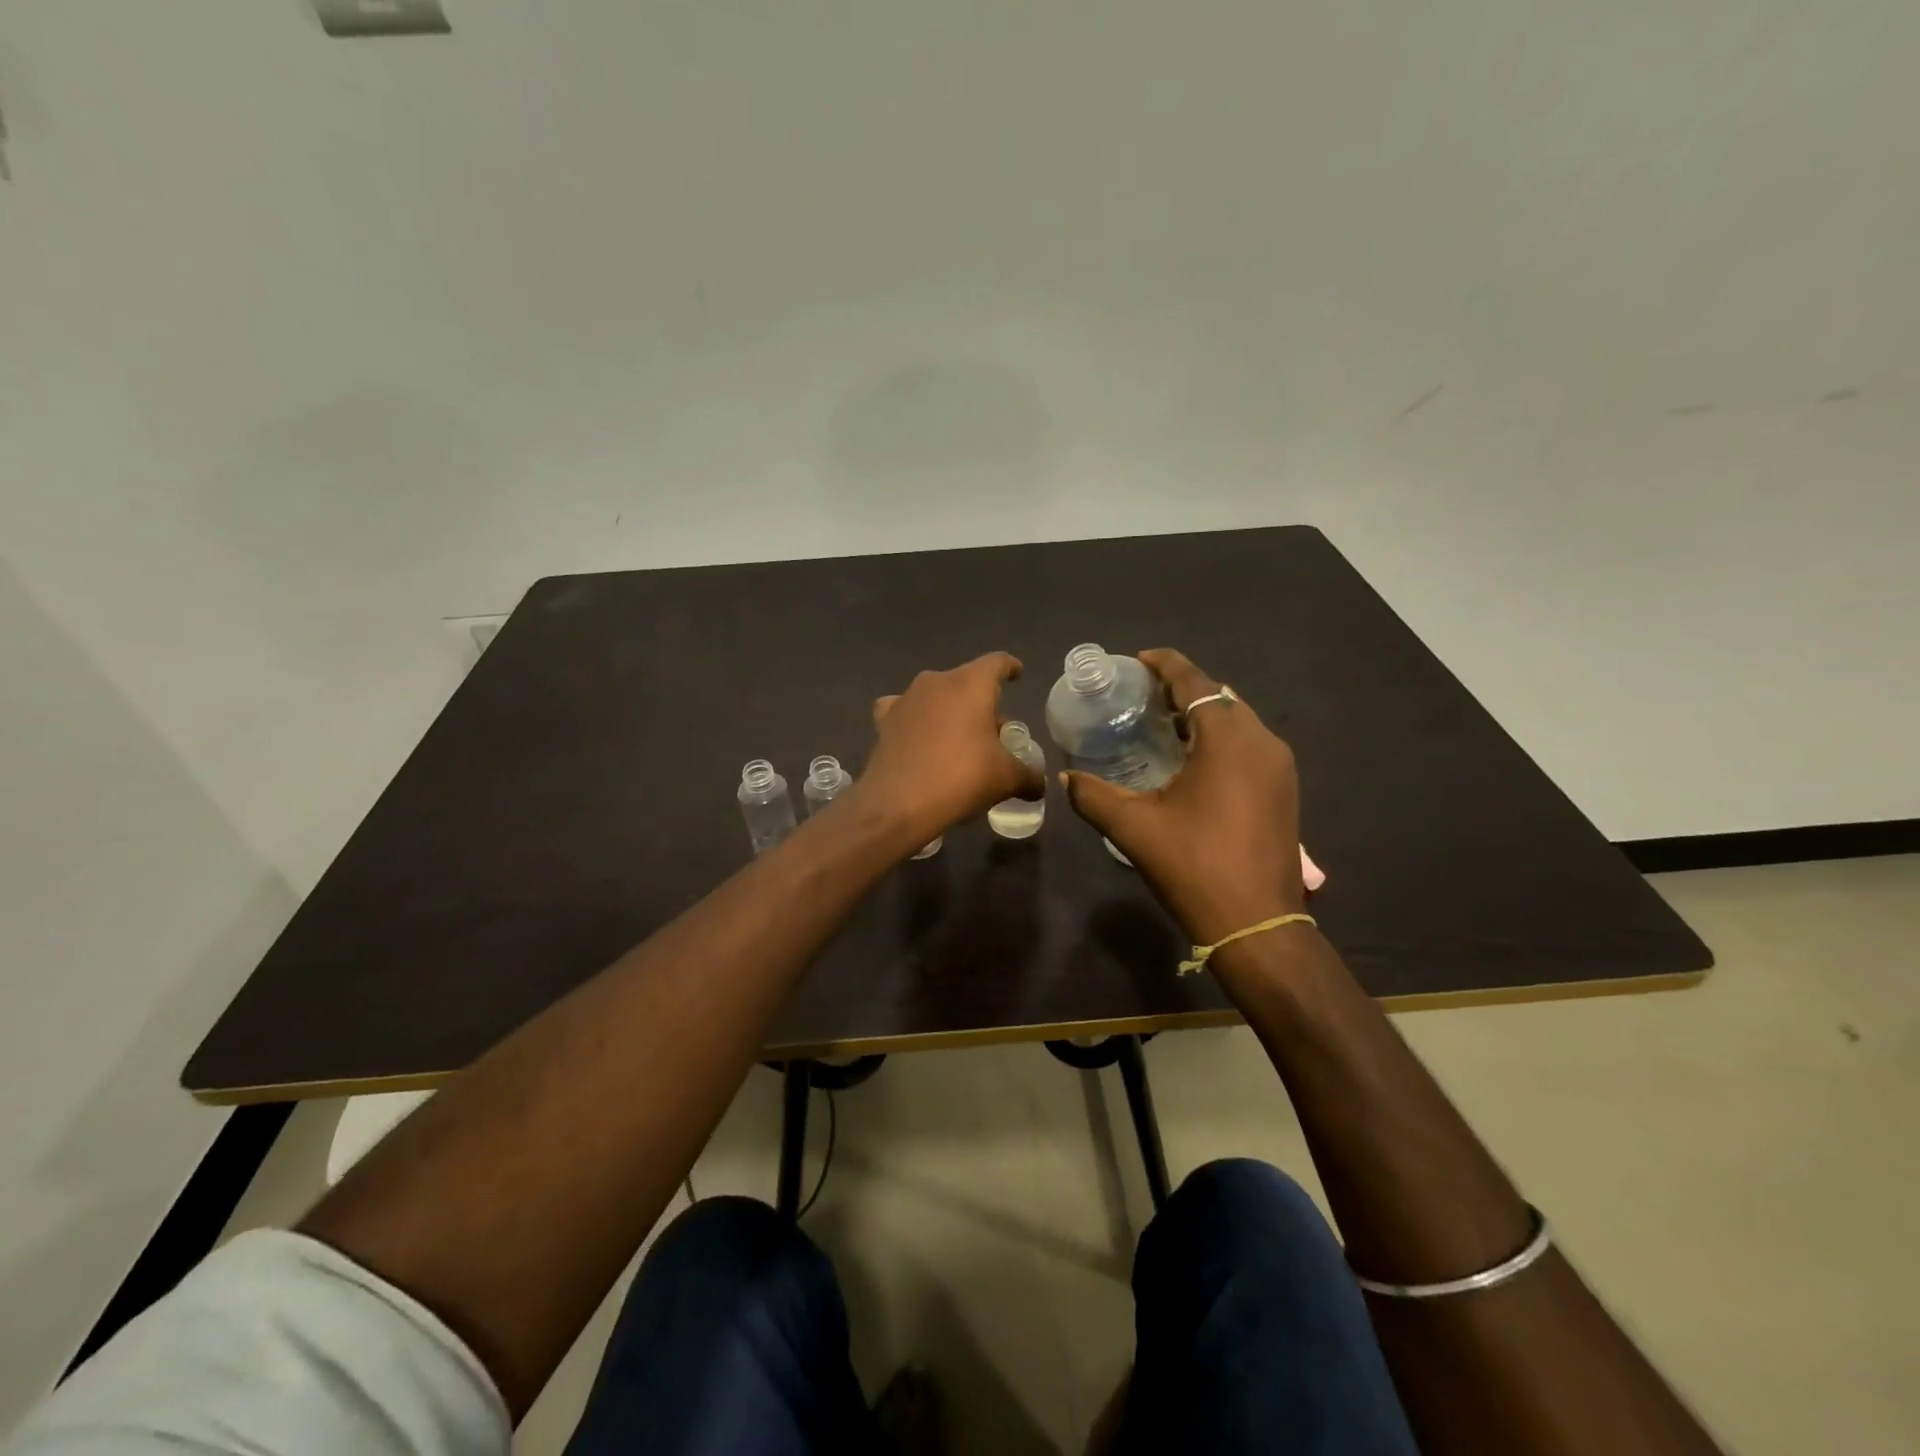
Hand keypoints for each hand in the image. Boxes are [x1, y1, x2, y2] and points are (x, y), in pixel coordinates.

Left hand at [853, 652, 1045, 851]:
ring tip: (959, 739)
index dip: (1010, 668)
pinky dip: (916, 721)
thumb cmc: (961, 778)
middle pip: (967, 682)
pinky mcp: (884, 720)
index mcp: (971, 684)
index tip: (1017, 674)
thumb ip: (1029, 777)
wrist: (899, 803)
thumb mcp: (1006, 779)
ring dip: (950, 711)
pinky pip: (906, 711)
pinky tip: (919, 738)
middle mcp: (937, 682)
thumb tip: (1039, 785)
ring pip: (936, 696)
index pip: (997, 663)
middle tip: (994, 732)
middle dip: (982, 702)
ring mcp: (907, 699)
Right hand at [1061, 648, 1304, 945]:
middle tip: (1144, 697)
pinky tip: (1194, 761)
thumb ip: (1094, 795)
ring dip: (1203, 715)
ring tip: (1164, 725)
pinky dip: (1221, 739)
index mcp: (1228, 738)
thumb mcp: (1134, 828)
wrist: (1257, 924)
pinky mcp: (1285, 790)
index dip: (1166, 665)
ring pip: (1238, 720)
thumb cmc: (1194, 866)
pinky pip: (1250, 745)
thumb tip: (1065, 777)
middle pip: (1219, 697)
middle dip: (1183, 689)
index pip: (1195, 682)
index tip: (1138, 661)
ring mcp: (1280, 766)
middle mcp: (1262, 741)